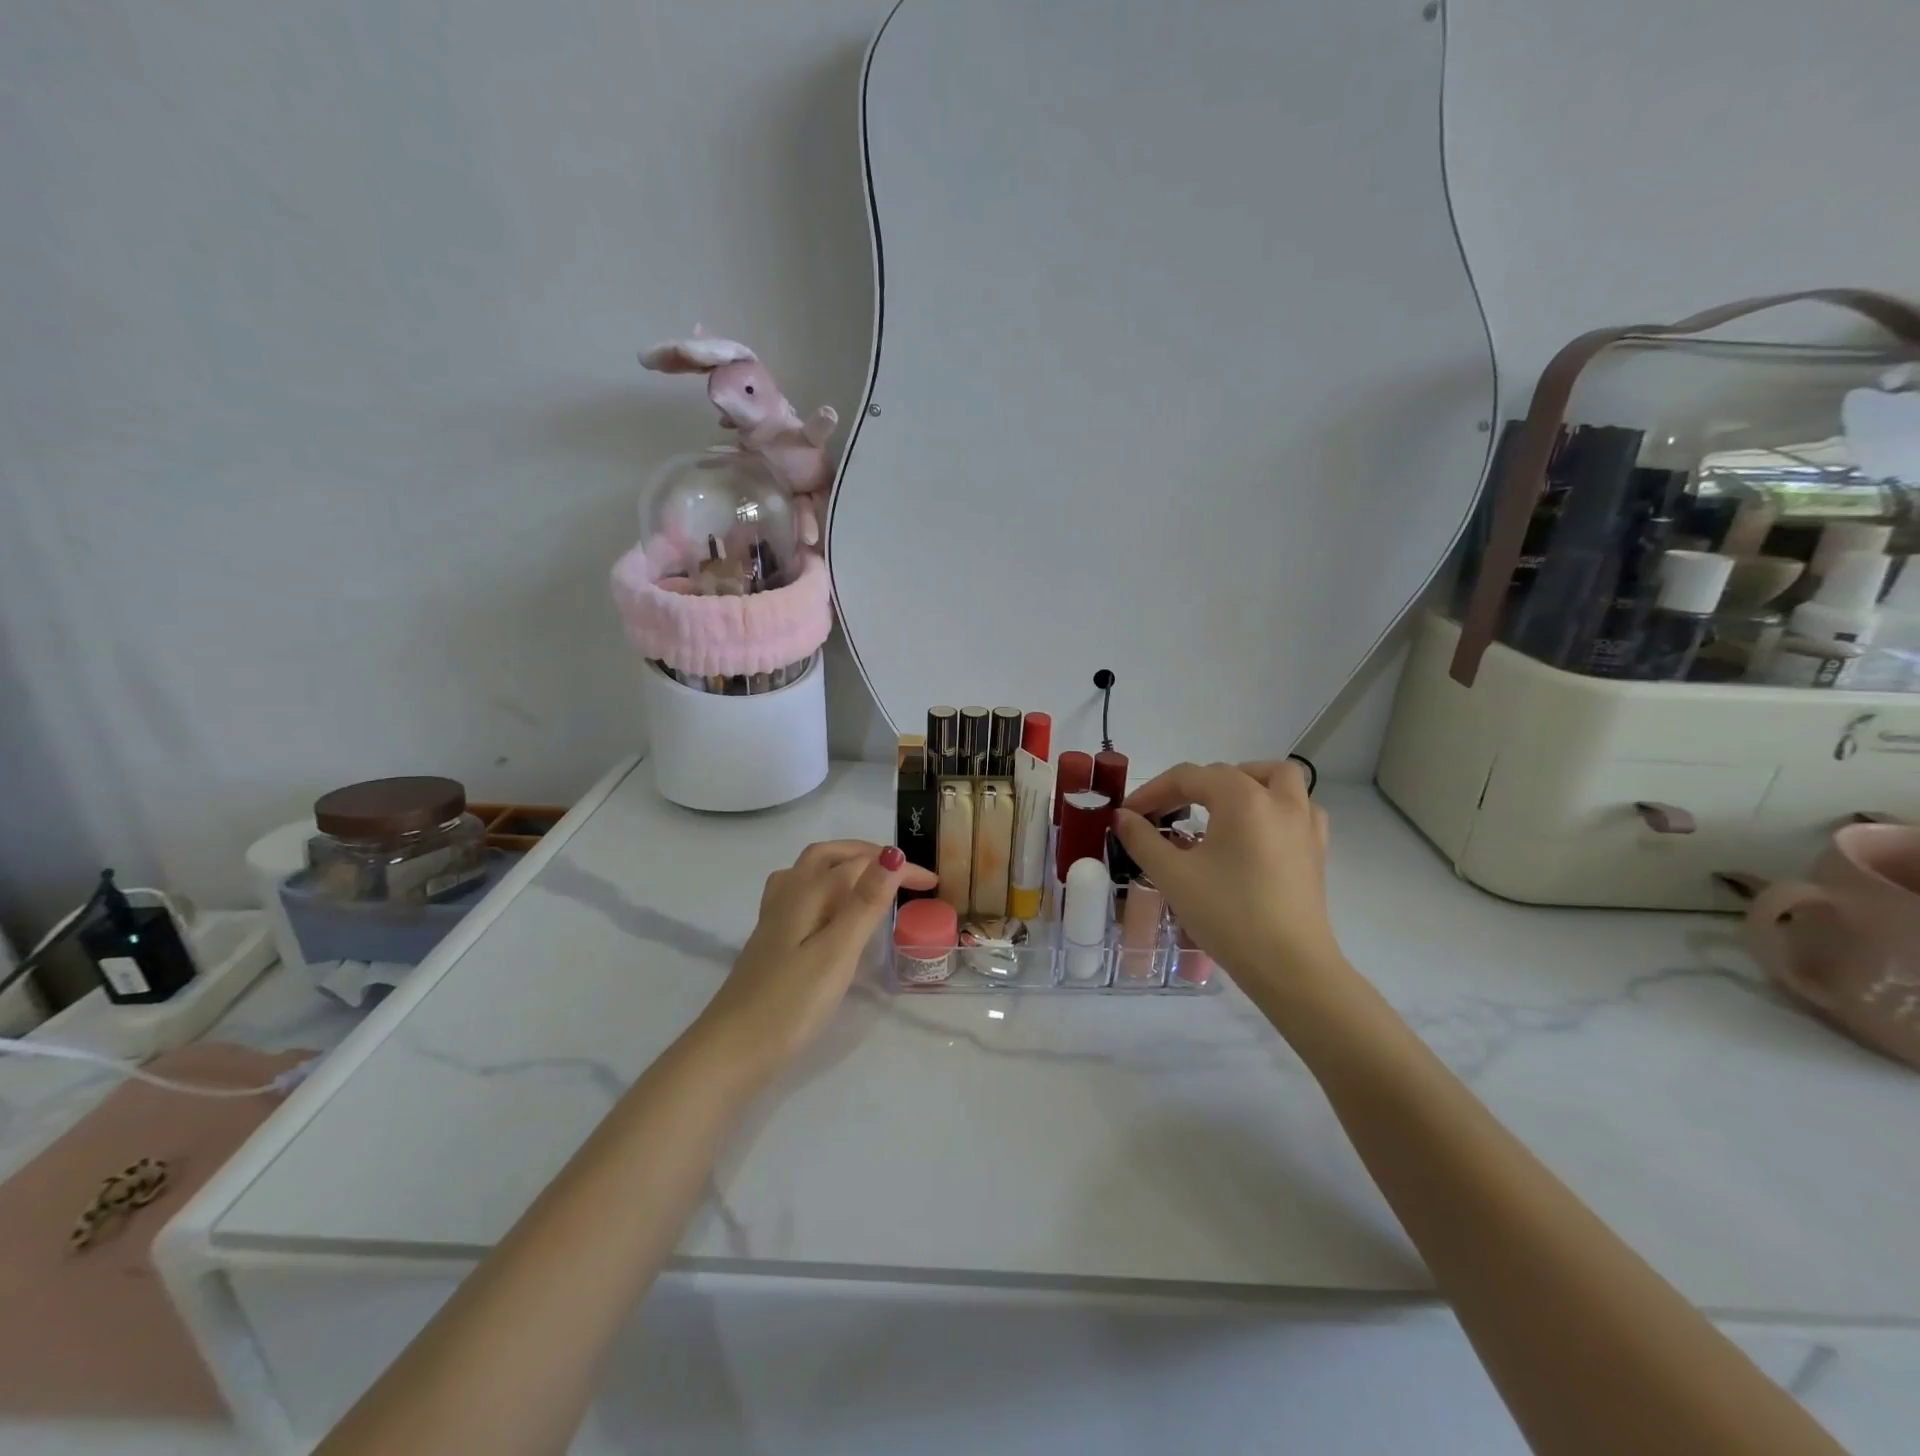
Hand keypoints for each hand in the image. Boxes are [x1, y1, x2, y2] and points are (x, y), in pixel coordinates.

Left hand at [697, 841, 934, 1071]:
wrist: (731, 1052)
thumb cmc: (790, 1004)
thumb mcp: (837, 952)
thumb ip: (864, 903)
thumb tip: (892, 854)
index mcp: (806, 893)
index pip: (859, 864)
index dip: (897, 868)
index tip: (932, 883)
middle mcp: (787, 896)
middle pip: (826, 856)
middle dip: (865, 854)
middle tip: (899, 870)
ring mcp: (774, 920)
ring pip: (808, 873)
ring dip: (841, 865)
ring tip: (869, 882)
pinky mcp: (770, 943)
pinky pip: (800, 896)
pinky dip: (824, 889)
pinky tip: (830, 913)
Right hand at [1115, 761, 1349, 1003]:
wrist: (1289, 967)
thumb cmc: (1228, 915)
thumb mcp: (1172, 876)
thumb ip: (1142, 840)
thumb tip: (1123, 818)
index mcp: (1242, 798)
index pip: (1188, 777)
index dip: (1152, 791)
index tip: (1128, 815)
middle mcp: (1278, 800)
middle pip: (1229, 773)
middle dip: (1191, 787)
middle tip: (1165, 815)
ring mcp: (1304, 824)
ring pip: (1277, 779)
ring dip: (1244, 783)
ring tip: (1219, 808)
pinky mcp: (1316, 850)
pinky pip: (1298, 809)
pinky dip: (1274, 808)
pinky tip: (1255, 833)